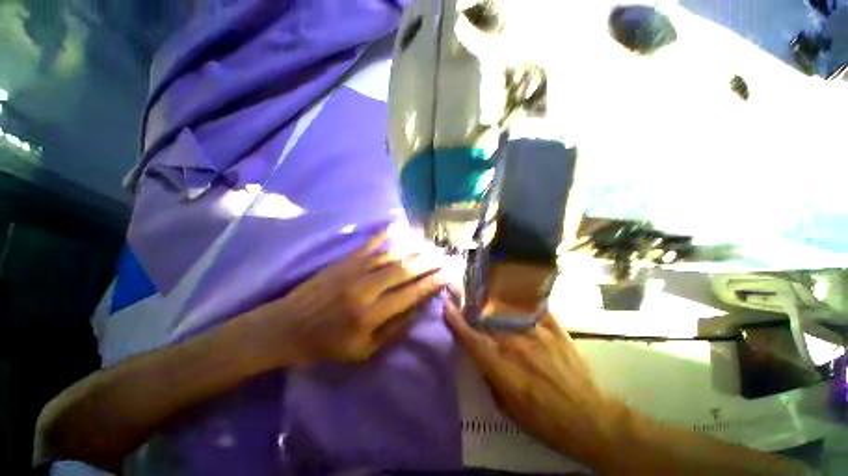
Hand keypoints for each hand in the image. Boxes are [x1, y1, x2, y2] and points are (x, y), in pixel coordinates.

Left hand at [255, 227, 450, 368]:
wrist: (287, 327)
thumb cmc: (327, 344)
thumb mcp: (363, 351)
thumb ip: (394, 330)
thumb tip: (418, 309)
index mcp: (371, 315)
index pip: (411, 294)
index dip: (432, 283)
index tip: (448, 275)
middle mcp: (366, 289)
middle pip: (405, 270)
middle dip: (429, 262)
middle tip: (445, 257)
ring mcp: (354, 270)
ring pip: (391, 255)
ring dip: (413, 249)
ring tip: (430, 245)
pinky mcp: (344, 261)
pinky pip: (369, 244)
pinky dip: (385, 234)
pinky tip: (398, 226)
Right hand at [444, 300, 624, 466]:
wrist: (591, 420)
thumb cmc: (546, 421)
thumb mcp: (508, 408)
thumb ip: (489, 377)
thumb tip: (481, 355)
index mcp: (503, 368)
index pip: (472, 339)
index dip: (456, 322)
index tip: (446, 307)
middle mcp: (516, 345)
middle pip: (487, 319)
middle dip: (473, 311)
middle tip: (468, 305)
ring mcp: (537, 333)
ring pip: (506, 310)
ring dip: (492, 305)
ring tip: (487, 301)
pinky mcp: (554, 329)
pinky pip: (531, 308)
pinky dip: (519, 302)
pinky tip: (513, 298)